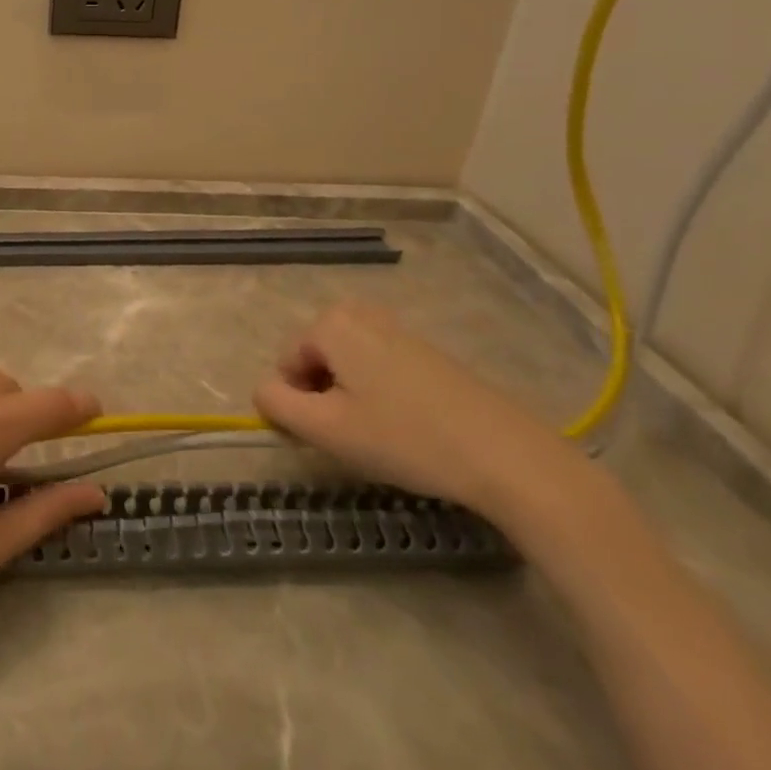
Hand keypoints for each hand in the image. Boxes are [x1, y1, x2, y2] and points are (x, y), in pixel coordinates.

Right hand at [252, 304, 581, 516]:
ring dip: (352, 396)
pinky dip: (382, 394)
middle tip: (355, 434)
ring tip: (382, 433)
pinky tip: (411, 427)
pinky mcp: (428, 351)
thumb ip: (277, 404)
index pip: (286, 364)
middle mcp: (360, 313)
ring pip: (348, 364)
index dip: (299, 403)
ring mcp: (398, 329)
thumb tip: (264, 390)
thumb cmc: (405, 438)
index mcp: (331, 324)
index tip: (331, 436)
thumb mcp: (326, 429)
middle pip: (316, 359)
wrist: (507, 456)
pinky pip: (380, 366)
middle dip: (325, 395)